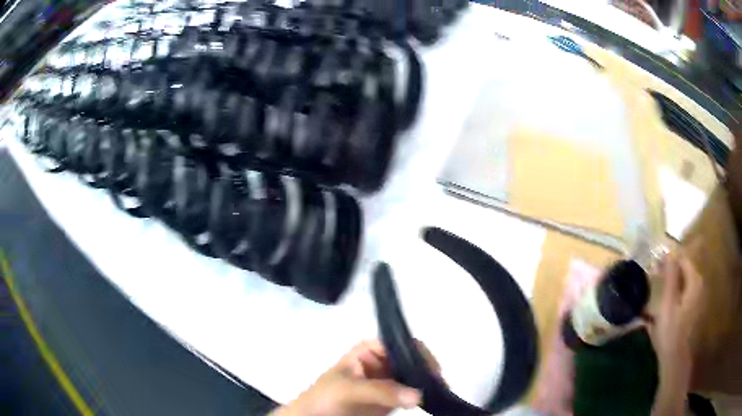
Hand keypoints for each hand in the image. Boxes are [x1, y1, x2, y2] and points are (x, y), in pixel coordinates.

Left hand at [271, 340, 439, 415]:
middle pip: (412, 359)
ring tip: (440, 391)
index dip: (419, 353)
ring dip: (428, 382)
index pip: (401, 343)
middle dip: (427, 369)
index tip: (433, 370)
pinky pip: (413, 393)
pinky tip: (433, 398)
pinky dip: (424, 394)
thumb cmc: (325, 398)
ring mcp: (388, 381)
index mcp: (370, 350)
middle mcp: (382, 362)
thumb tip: (417, 395)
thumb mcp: (348, 389)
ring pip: (416, 376)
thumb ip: (381, 390)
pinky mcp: (392, 399)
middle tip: (440, 384)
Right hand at [646, 249, 703, 415]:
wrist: (675, 359)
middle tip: (653, 278)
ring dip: (671, 283)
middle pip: (684, 270)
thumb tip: (668, 250)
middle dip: (669, 271)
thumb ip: (670, 275)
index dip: (669, 260)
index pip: (683, 259)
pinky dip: (674, 294)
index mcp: (694, 281)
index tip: (654, 265)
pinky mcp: (692, 310)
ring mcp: (697, 298)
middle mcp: (698, 285)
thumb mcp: (668, 303)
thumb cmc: (671, 331)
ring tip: (656, 291)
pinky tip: (664, 305)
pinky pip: (683, 294)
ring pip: (683, 282)